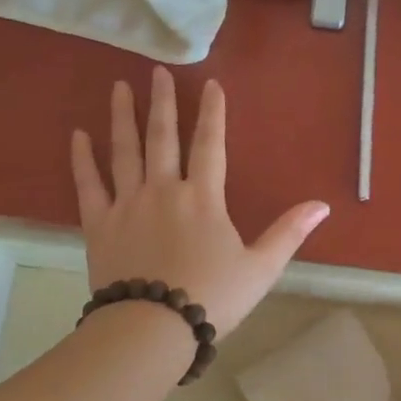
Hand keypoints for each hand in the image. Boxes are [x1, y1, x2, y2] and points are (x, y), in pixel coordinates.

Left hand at [71, 68, 329, 338]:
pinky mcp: (99, 224)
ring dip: (122, 117)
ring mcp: (127, 204)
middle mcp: (163, 190)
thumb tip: (323, 206)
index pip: (210, 144)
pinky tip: (77, 135)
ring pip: (124, 151)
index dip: (212, 112)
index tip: (210, 84)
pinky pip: (88, 184)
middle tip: (157, 71)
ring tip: (118, 87)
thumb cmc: (211, 299)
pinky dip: (82, 159)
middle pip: (163, 137)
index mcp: (203, 198)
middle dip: (162, 102)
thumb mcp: (261, 269)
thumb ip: (289, 233)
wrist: (152, 329)